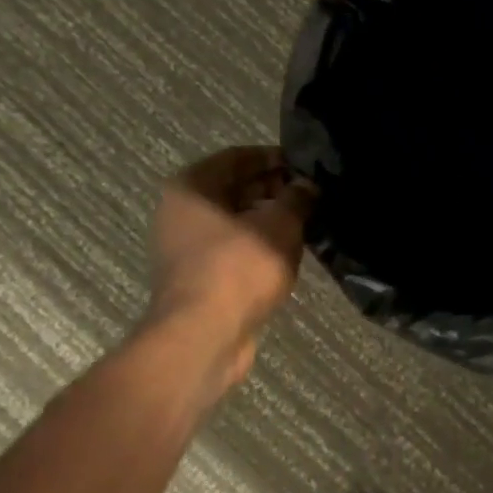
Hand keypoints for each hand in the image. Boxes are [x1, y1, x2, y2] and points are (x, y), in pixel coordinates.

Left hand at [147, 146, 315, 390]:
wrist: (204, 336)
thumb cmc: (238, 268)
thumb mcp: (279, 224)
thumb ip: (297, 198)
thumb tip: (308, 186)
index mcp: (191, 186)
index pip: (238, 156)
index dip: (274, 157)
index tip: (306, 165)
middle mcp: (180, 211)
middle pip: (234, 188)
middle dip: (273, 189)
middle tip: (311, 194)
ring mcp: (185, 247)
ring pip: (234, 221)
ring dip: (268, 219)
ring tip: (306, 222)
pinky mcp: (197, 277)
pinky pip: (232, 250)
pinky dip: (258, 246)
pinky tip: (287, 252)